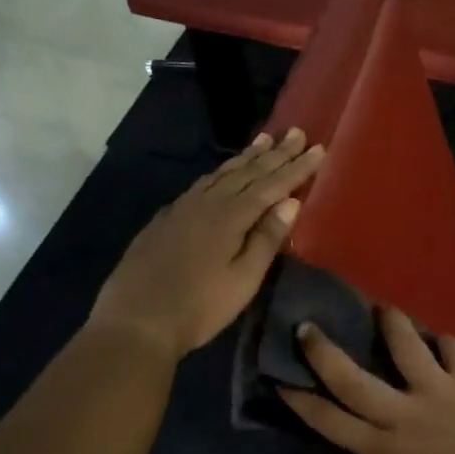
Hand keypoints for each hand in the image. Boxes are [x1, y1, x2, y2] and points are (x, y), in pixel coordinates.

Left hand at [90, 129, 324, 358]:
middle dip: (275, 153)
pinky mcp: (165, 220)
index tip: (318, 148)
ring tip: (264, 140)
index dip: (296, 167)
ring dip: (246, 157)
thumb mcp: (243, 280)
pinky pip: (201, 184)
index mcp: (230, 217)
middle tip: (296, 132)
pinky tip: (221, 173)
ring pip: (221, 174)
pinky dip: (220, 172)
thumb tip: (289, 202)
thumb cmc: (199, 307)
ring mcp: (182, 208)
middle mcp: (207, 203)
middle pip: (247, 172)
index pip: (271, 185)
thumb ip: (266, 239)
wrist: (136, 321)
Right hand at [279, 309, 454, 453]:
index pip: (330, 421)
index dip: (302, 400)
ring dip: (391, 325)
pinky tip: (440, 340)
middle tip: (307, 327)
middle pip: (351, 378)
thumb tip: (369, 441)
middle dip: (323, 351)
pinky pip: (453, 348)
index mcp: (383, 448)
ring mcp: (438, 390)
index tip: (282, 379)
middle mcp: (402, 413)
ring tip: (383, 309)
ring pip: (406, 347)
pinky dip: (444, 342)